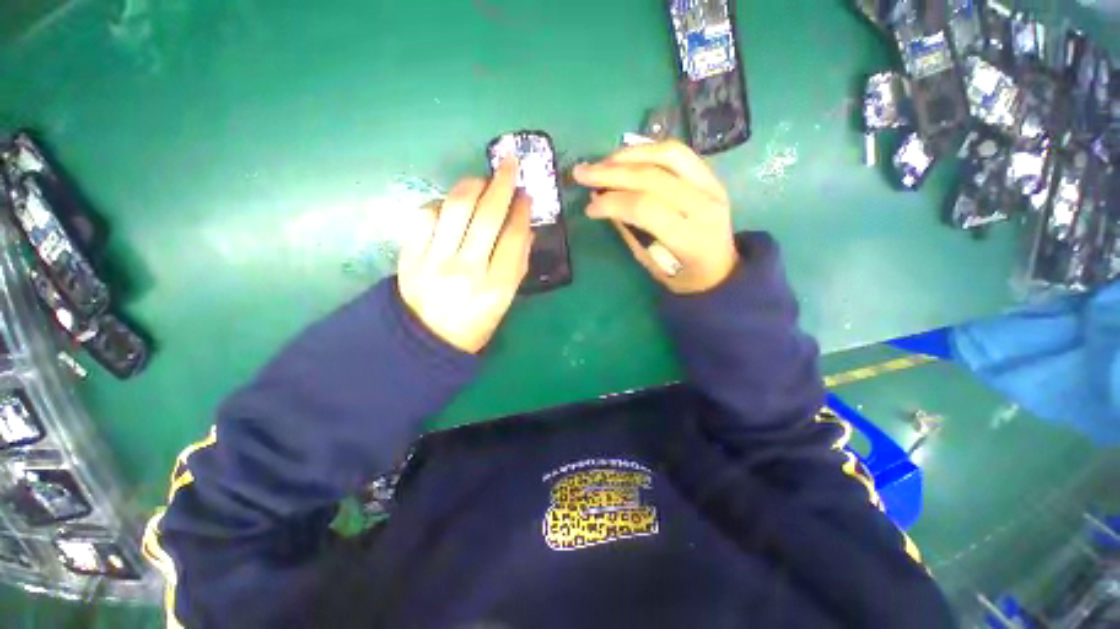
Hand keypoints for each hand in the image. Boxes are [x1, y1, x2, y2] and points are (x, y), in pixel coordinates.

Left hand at [397, 159, 532, 353]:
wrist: (425, 339)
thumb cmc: (474, 324)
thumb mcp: (504, 302)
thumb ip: (517, 266)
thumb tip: (525, 230)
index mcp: (496, 287)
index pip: (513, 238)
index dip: (522, 211)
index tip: (526, 195)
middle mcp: (467, 269)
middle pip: (487, 216)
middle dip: (502, 185)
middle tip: (509, 166)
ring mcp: (435, 260)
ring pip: (455, 208)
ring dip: (472, 186)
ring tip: (481, 181)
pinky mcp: (410, 255)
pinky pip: (426, 215)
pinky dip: (441, 203)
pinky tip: (450, 205)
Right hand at [572, 140, 738, 294]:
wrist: (721, 268)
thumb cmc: (683, 276)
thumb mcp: (651, 264)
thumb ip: (628, 230)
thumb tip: (600, 201)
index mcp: (690, 238)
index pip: (645, 208)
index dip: (612, 203)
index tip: (589, 208)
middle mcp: (704, 206)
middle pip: (652, 177)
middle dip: (611, 172)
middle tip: (582, 173)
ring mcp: (712, 185)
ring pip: (667, 154)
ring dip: (628, 155)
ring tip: (601, 163)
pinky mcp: (711, 175)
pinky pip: (677, 152)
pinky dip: (647, 150)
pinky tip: (625, 157)